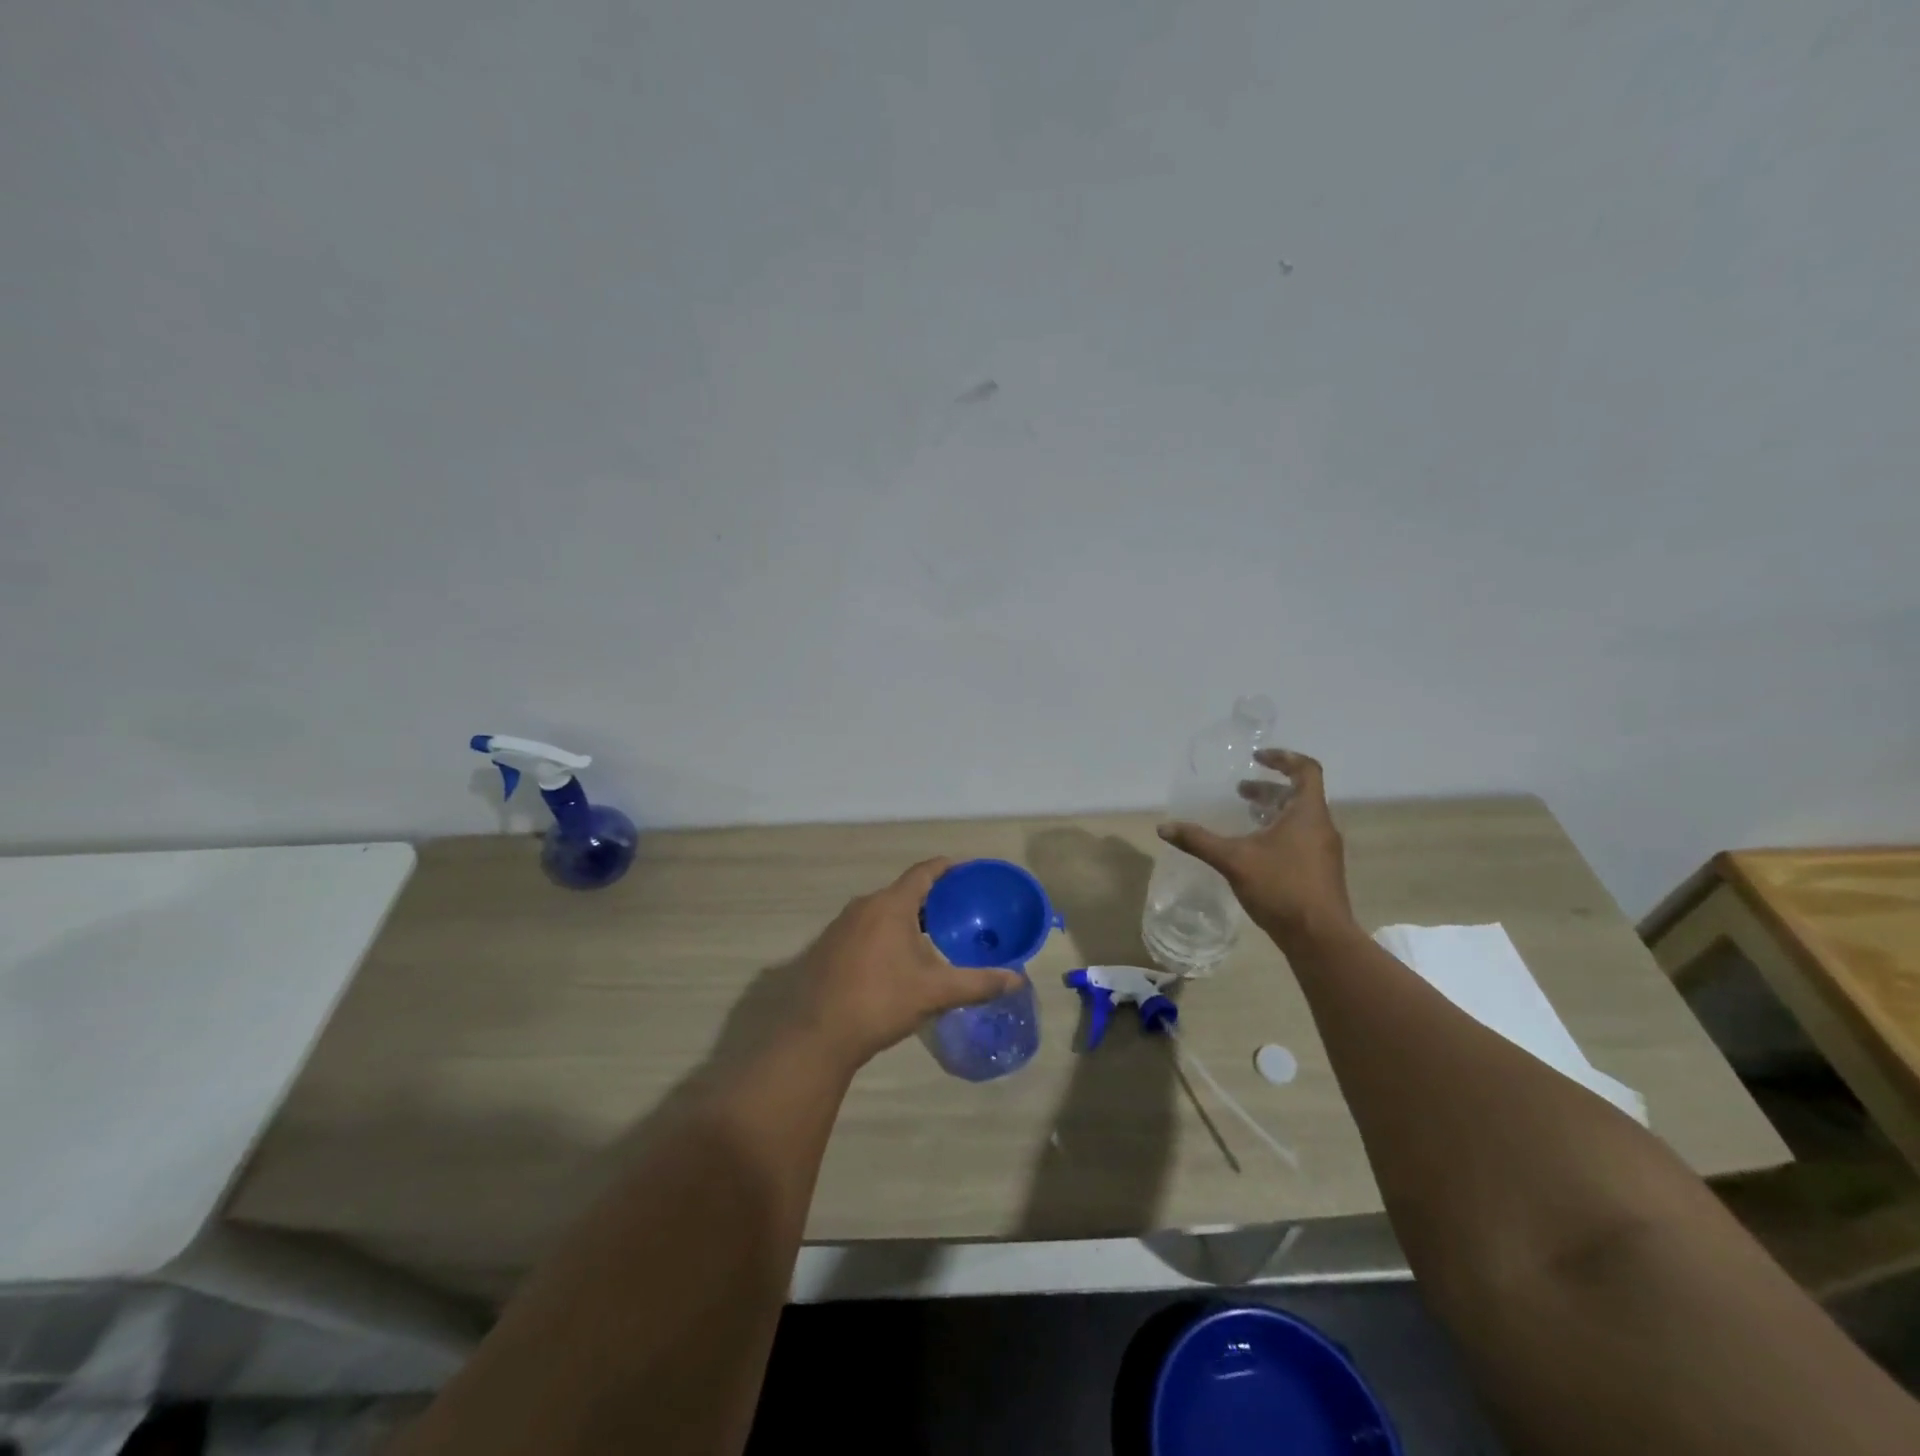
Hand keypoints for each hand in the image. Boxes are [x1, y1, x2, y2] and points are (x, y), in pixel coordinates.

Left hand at [794, 858, 1023, 1070]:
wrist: (819, 1035)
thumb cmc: (881, 1002)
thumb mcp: (936, 992)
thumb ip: (978, 983)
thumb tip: (1017, 979)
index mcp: (891, 905)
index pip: (924, 872)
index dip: (947, 868)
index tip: (967, 872)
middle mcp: (863, 905)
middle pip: (903, 891)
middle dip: (930, 898)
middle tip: (957, 912)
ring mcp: (841, 925)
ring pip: (881, 911)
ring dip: (905, 918)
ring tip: (931, 936)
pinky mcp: (827, 946)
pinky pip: (864, 928)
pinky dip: (884, 933)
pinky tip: (895, 960)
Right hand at [1158, 748, 1355, 945]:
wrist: (1320, 938)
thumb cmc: (1282, 888)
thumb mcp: (1233, 860)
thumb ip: (1199, 841)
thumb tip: (1164, 827)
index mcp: (1307, 813)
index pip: (1305, 770)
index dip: (1282, 758)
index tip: (1257, 758)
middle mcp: (1321, 826)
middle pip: (1299, 795)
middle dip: (1268, 789)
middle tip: (1239, 791)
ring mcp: (1324, 851)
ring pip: (1299, 818)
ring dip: (1272, 812)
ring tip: (1244, 817)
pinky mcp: (1321, 871)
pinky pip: (1300, 838)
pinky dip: (1278, 832)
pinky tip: (1255, 850)